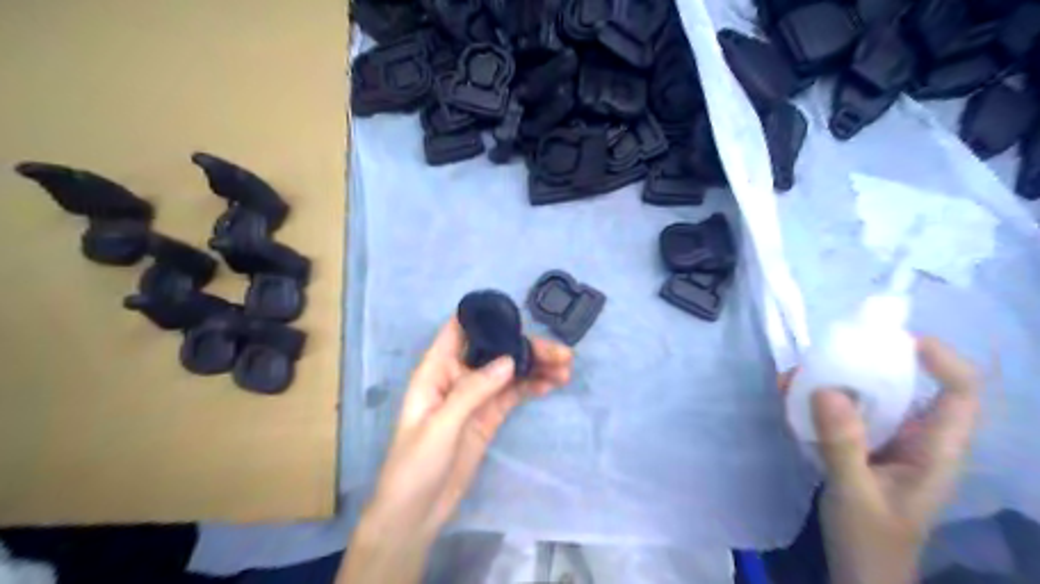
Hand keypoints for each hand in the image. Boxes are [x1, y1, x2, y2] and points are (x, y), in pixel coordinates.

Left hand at [339, 320, 568, 583]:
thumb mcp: (440, 426)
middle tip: (561, 353)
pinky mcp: (488, 416)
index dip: (486, 317)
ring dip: (536, 367)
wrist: (416, 512)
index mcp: (436, 369)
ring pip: (509, 372)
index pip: (459, 329)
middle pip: (495, 350)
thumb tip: (510, 360)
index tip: (520, 315)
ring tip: (566, 368)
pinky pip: (513, 395)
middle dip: (526, 347)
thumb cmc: (415, 465)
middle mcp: (457, 376)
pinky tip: (552, 384)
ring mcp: (476, 397)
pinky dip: (532, 387)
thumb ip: (473, 391)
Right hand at [789, 338, 983, 583]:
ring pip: (870, 396)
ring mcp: (887, 442)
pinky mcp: (862, 446)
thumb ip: (843, 444)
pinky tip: (789, 397)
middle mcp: (917, 439)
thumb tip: (825, 388)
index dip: (940, 359)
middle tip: (824, 353)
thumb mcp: (855, 493)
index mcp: (935, 450)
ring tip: (793, 376)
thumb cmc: (871, 541)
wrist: (860, 572)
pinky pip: (844, 411)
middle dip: (866, 363)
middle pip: (907, 385)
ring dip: (833, 380)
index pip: (960, 393)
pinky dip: (817, 399)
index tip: (895, 339)